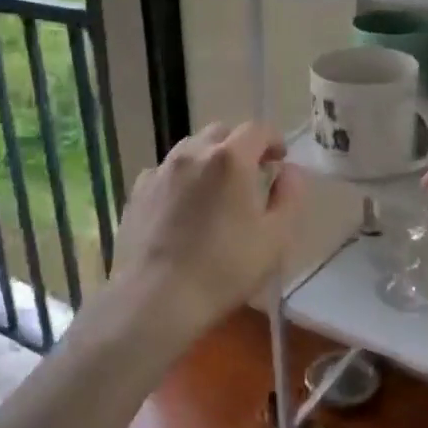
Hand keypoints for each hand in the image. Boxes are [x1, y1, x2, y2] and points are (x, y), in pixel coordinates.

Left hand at [110, 122, 299, 336]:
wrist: (155, 298)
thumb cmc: (223, 269)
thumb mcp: (275, 238)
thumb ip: (290, 196)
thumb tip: (290, 171)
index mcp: (230, 159)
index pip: (257, 129)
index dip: (273, 140)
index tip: (280, 159)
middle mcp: (192, 153)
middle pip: (221, 133)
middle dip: (240, 147)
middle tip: (250, 175)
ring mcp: (160, 170)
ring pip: (190, 149)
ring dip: (209, 159)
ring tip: (216, 189)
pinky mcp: (137, 191)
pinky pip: (165, 171)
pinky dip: (181, 178)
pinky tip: (183, 207)